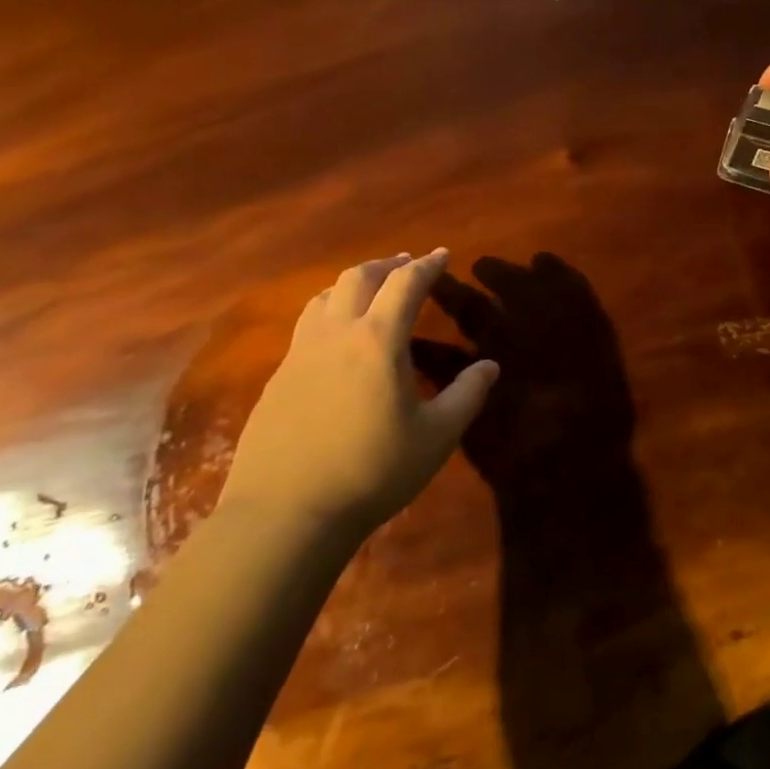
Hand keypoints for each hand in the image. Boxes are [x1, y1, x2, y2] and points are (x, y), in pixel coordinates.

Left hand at [219, 249, 499, 532]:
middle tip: (407, 264)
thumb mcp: (436, 436)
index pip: (406, 284)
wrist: (286, 513)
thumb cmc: (373, 472)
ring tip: (370, 290)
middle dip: (387, 264)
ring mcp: (300, 354)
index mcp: (378, 340)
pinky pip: (306, 325)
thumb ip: (467, 395)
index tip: (442, 255)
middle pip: (359, 277)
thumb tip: (491, 366)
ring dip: (353, 283)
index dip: (427, 265)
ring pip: (325, 296)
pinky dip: (329, 311)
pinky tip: (336, 337)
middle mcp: (336, 334)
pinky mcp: (278, 378)